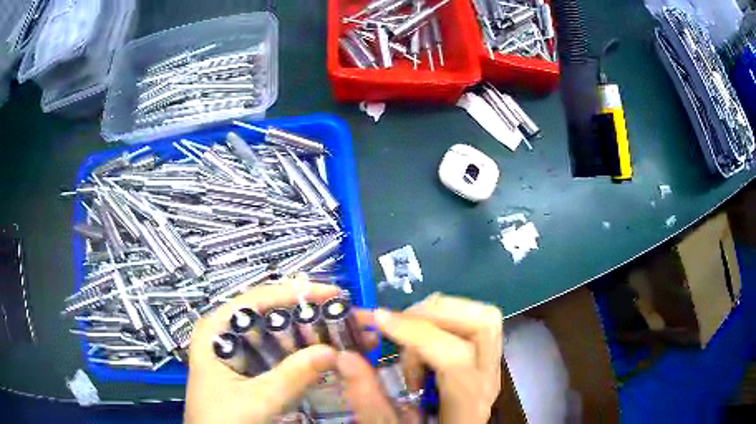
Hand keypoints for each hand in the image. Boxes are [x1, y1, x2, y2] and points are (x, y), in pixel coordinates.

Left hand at [184, 282, 341, 423]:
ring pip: (278, 336)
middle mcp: (227, 335)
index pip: (258, 299)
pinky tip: (324, 356)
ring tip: (343, 334)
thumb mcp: (256, 399)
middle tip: (346, 317)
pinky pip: (279, 356)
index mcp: (216, 330)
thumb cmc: (223, 420)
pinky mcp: (250, 371)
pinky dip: (302, 355)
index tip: (332, 295)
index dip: (296, 293)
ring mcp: (239, 353)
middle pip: (271, 315)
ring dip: (310, 335)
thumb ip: (291, 376)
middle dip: (310, 315)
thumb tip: (332, 351)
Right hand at [337, 293, 502, 423]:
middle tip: (397, 327)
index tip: (378, 320)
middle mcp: (488, 379)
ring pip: (482, 317)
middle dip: (435, 313)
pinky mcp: (486, 359)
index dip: (417, 333)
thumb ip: (368, 399)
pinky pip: (472, 323)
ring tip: (408, 343)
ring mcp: (491, 366)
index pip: (456, 358)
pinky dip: (443, 322)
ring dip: (440, 316)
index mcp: (469, 404)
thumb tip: (345, 357)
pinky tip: (420, 349)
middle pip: (483, 323)